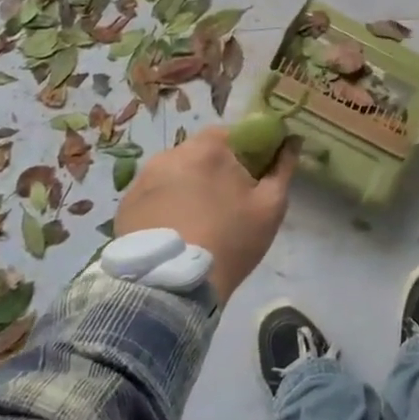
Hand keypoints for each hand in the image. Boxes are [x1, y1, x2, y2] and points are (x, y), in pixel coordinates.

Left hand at [115, 127, 297, 303]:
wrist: (172, 287)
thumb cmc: (230, 240)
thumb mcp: (271, 206)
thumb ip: (283, 167)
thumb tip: (292, 140)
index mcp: (209, 147)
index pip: (234, 133)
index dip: (248, 152)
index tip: (254, 177)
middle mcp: (171, 153)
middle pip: (202, 152)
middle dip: (217, 170)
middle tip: (229, 202)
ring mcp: (143, 178)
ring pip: (177, 173)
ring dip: (190, 186)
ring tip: (199, 220)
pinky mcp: (126, 204)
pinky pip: (155, 193)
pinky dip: (167, 204)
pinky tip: (176, 230)